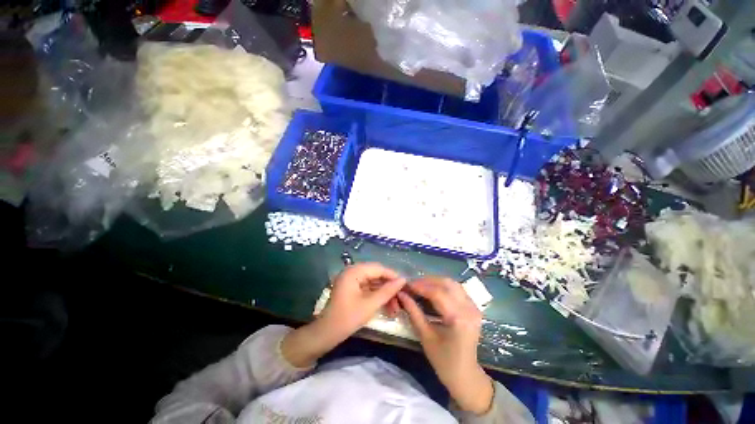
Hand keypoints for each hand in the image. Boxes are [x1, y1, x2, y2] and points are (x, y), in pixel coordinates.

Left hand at [282, 263, 404, 367]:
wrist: (326, 334)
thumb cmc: (347, 318)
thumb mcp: (370, 305)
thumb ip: (387, 291)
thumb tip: (403, 280)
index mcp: (354, 271)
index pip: (378, 268)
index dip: (393, 276)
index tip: (406, 285)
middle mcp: (353, 271)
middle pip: (376, 275)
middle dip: (389, 287)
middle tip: (401, 299)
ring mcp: (352, 280)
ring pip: (374, 282)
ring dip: (385, 293)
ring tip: (396, 307)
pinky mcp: (352, 288)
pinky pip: (369, 288)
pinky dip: (378, 296)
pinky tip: (387, 306)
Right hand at [398, 276, 493, 414]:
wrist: (465, 375)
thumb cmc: (443, 360)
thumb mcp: (425, 336)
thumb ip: (413, 312)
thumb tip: (401, 294)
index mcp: (458, 319)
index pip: (437, 293)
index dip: (420, 286)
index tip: (406, 284)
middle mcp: (469, 309)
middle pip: (447, 283)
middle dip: (427, 281)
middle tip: (412, 285)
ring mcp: (474, 307)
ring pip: (452, 283)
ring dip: (435, 282)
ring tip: (420, 286)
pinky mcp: (474, 307)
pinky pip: (457, 289)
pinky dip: (443, 287)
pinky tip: (432, 291)